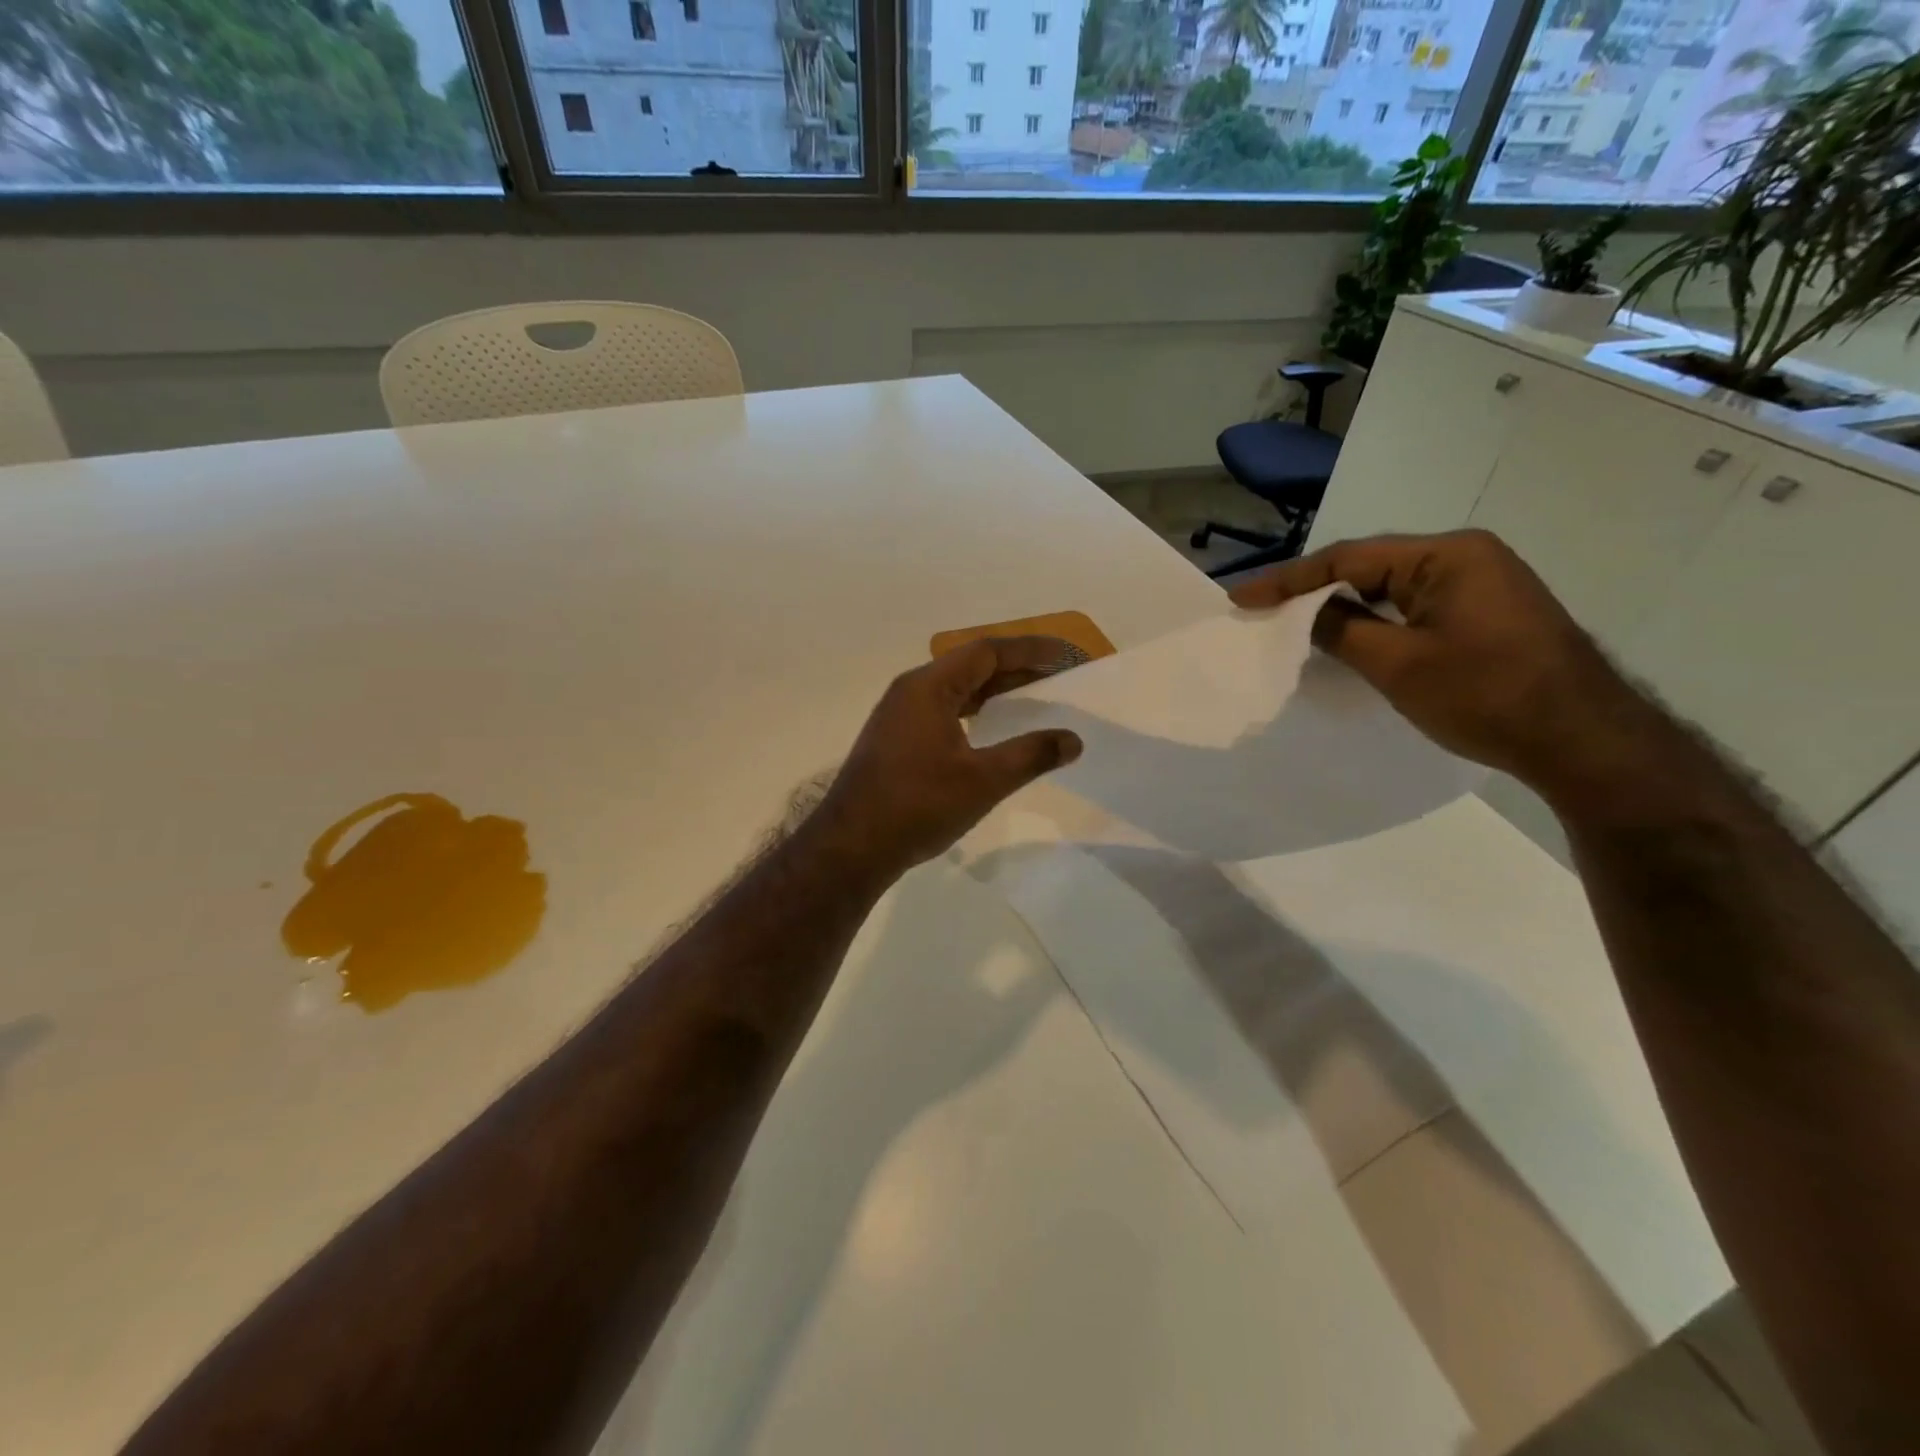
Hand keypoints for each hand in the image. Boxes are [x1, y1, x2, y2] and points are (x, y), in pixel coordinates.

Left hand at [810, 638, 1083, 881]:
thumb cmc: (918, 805)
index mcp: (928, 687)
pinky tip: (991, 730)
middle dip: (1015, 668)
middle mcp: (910, 691)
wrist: (852, 846)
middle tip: (1057, 676)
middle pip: (970, 666)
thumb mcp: (983, 781)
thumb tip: (1073, 740)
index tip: (1065, 654)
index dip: (1029, 650)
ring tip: (1032, 699)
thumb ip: (1031, 755)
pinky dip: (973, 712)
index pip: (986, 652)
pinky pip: (942, 710)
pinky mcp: (895, 739)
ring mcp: (899, 716)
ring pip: (955, 690)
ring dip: (993, 691)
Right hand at [1230, 530, 1666, 813]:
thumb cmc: (1484, 695)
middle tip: (1263, 610)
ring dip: (1345, 605)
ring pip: (1392, 587)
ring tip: (1294, 624)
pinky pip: (1415, 605)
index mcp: (1446, 555)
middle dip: (1314, 589)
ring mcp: (1482, 583)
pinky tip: (1351, 637)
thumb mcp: (1397, 664)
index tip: (1241, 597)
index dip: (1287, 580)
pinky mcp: (1488, 611)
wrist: (1582, 739)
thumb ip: (1340, 630)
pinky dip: (1377, 619)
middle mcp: (1465, 556)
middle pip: (1370, 566)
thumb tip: (1305, 613)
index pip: (1348, 558)